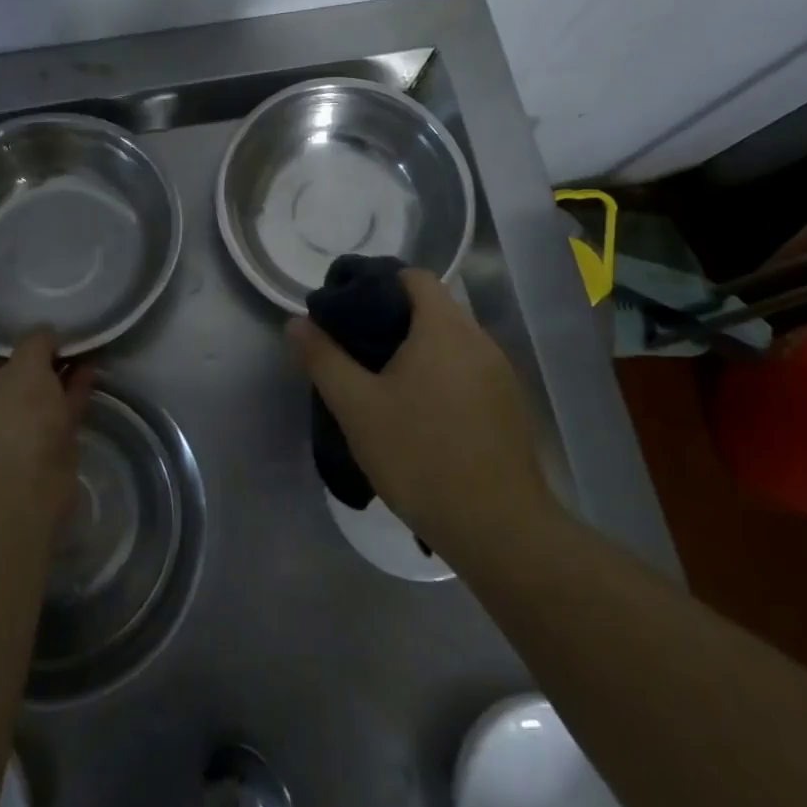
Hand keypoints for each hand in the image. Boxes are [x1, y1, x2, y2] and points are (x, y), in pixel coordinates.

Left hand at [0, 328, 92, 539]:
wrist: (24, 489)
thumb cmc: (15, 418)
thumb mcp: (26, 364)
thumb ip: (36, 342)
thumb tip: (46, 332)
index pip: (0, 358)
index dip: (26, 345)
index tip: (52, 333)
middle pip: (24, 379)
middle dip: (48, 362)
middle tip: (76, 341)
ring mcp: (18, 435)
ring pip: (45, 398)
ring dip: (65, 378)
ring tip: (91, 353)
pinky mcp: (45, 453)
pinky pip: (61, 415)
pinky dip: (75, 396)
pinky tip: (92, 377)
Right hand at [289, 270, 554, 555]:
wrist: (499, 529)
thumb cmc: (420, 456)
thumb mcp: (357, 408)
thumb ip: (324, 359)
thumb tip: (296, 322)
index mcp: (444, 328)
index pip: (415, 277)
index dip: (380, 283)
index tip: (351, 309)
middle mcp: (479, 340)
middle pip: (434, 308)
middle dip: (395, 320)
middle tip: (358, 349)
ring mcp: (501, 374)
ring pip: (453, 343)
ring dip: (420, 351)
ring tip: (386, 383)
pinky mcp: (510, 407)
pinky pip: (470, 372)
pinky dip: (443, 376)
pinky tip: (423, 415)